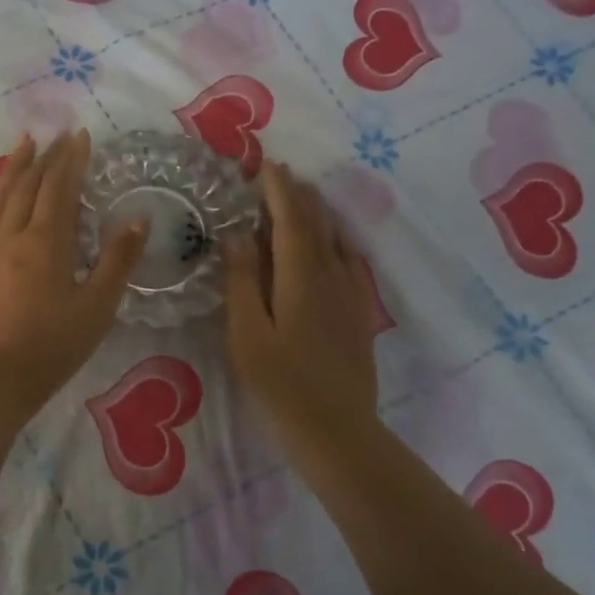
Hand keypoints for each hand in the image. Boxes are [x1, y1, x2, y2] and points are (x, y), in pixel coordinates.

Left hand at [0, 130, 147, 426]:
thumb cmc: (51, 348)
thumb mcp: (97, 308)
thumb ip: (118, 260)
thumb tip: (139, 218)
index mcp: (47, 242)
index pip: (60, 187)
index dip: (72, 159)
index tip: (81, 135)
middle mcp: (13, 234)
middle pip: (29, 184)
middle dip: (47, 156)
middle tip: (59, 135)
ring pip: (1, 194)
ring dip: (15, 165)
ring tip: (24, 142)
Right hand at [222, 162, 379, 460]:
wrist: (336, 431)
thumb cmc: (280, 385)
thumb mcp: (247, 334)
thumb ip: (242, 281)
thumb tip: (235, 234)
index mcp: (300, 276)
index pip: (290, 219)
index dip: (278, 189)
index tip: (265, 163)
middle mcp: (330, 276)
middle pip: (316, 223)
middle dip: (298, 195)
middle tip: (279, 173)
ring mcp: (350, 296)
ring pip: (335, 241)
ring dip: (317, 214)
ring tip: (302, 197)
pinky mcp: (359, 315)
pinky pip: (352, 264)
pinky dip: (340, 242)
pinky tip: (336, 243)